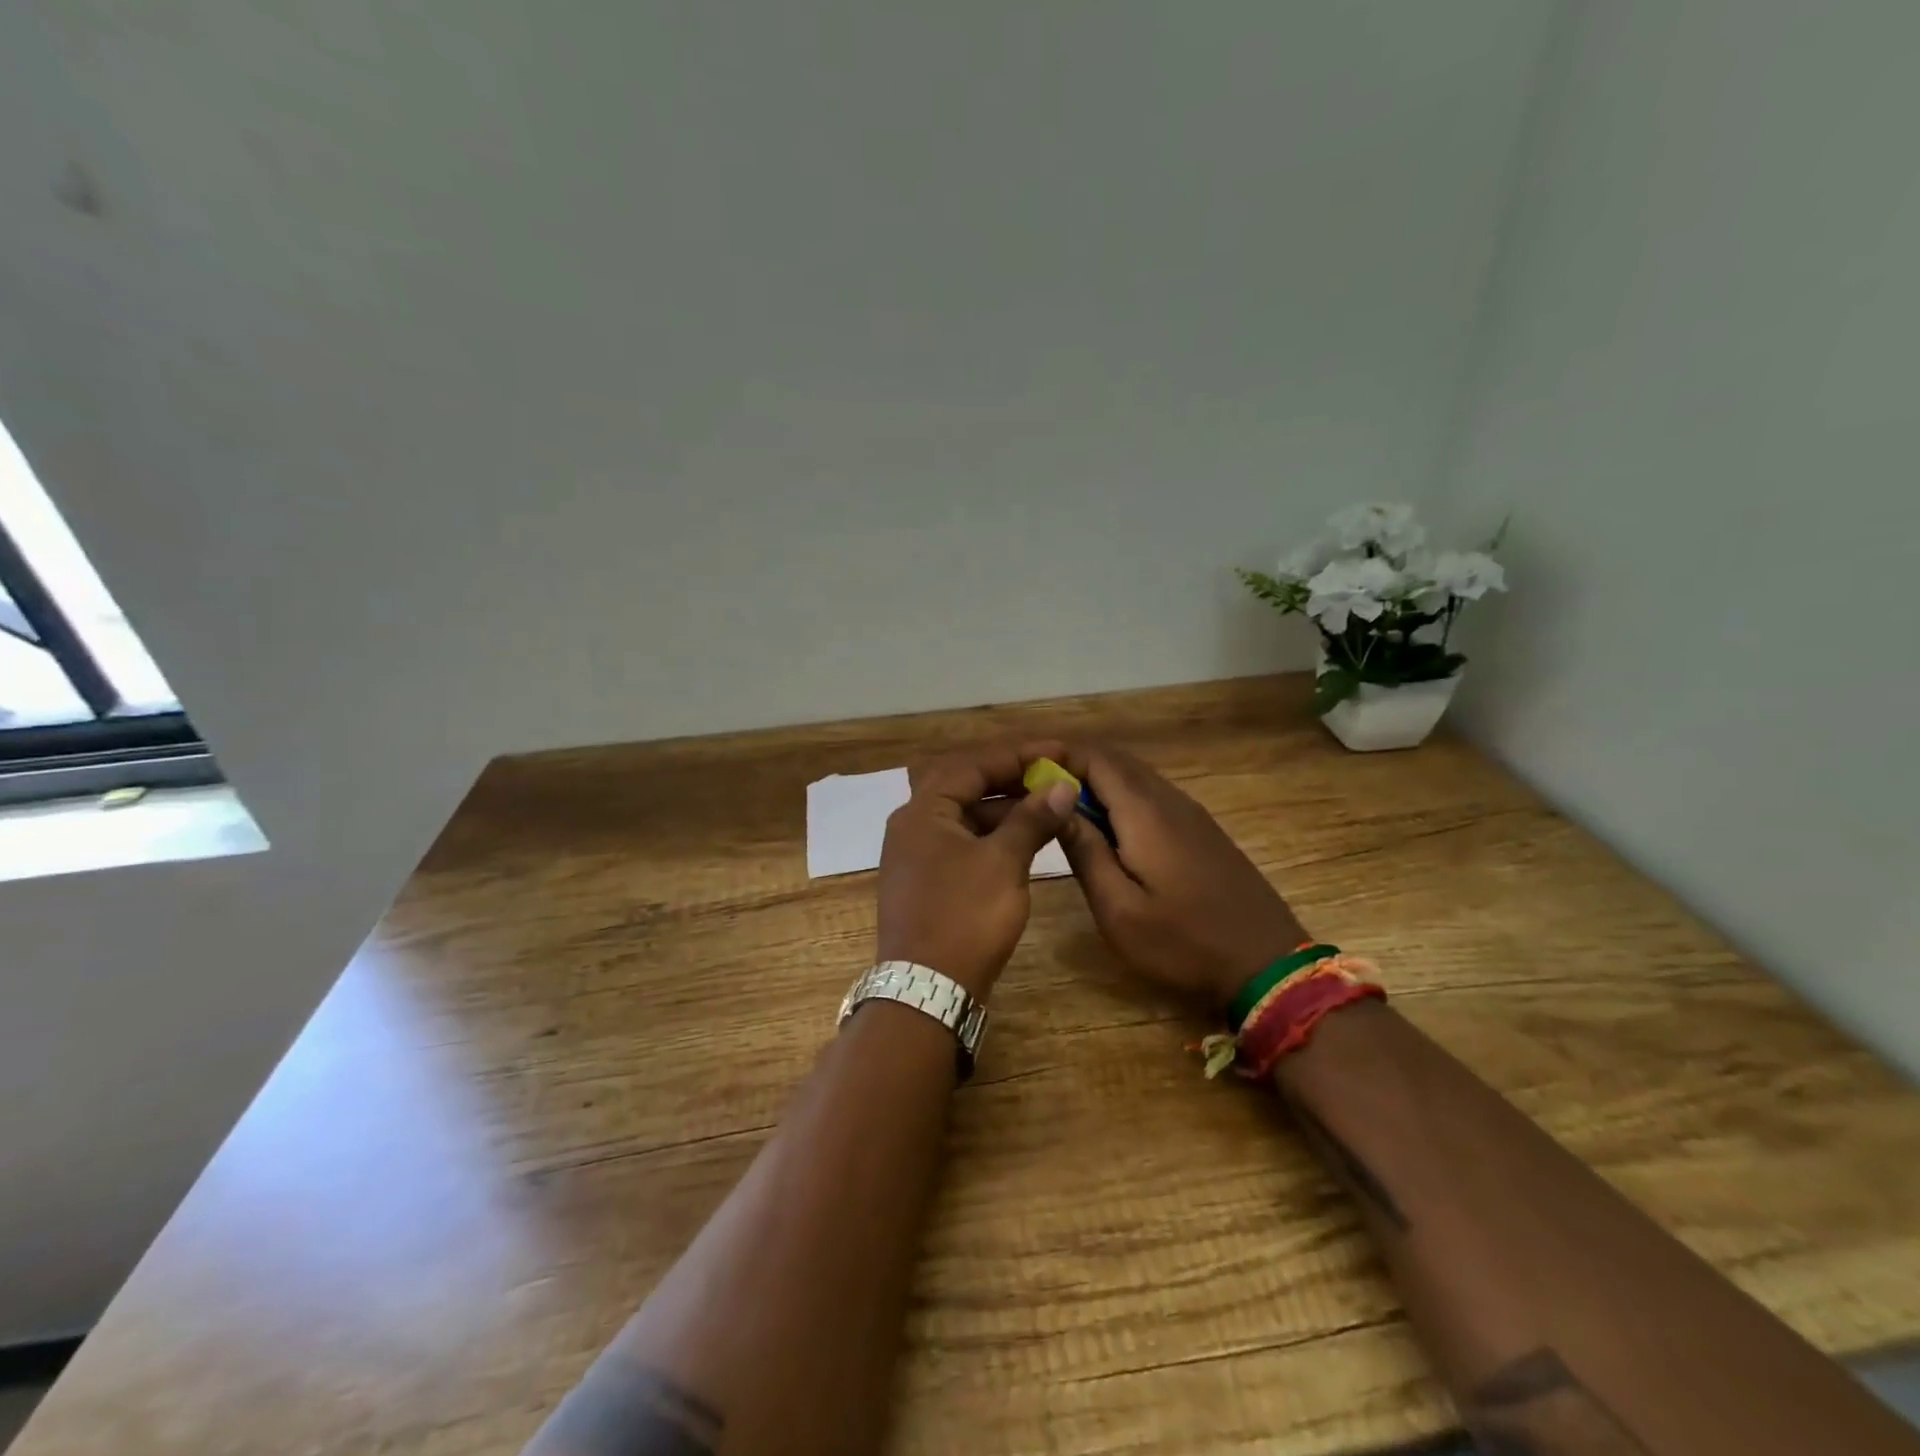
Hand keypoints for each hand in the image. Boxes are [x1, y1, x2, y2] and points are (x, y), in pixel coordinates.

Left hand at [876, 743, 1080, 998]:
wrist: (928, 989)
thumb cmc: (965, 918)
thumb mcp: (1003, 862)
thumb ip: (1032, 819)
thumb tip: (1061, 786)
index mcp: (923, 810)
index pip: (972, 764)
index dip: (1018, 755)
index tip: (1058, 752)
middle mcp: (913, 824)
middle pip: (965, 784)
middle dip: (1011, 778)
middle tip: (1053, 776)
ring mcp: (917, 854)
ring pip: (965, 815)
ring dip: (1004, 808)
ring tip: (1048, 806)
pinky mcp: (928, 880)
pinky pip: (963, 841)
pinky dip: (993, 835)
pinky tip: (1025, 840)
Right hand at [1055, 743, 1308, 1011]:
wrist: (1268, 966)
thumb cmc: (1185, 943)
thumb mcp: (1119, 909)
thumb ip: (1084, 853)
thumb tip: (1055, 807)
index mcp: (1145, 812)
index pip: (1094, 758)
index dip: (1055, 754)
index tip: (1020, 766)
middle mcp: (1169, 800)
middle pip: (1114, 761)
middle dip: (1071, 764)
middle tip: (1031, 785)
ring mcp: (1191, 814)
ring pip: (1135, 777)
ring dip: (1095, 781)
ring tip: (1058, 804)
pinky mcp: (1202, 832)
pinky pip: (1152, 796)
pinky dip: (1119, 797)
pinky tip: (1104, 827)